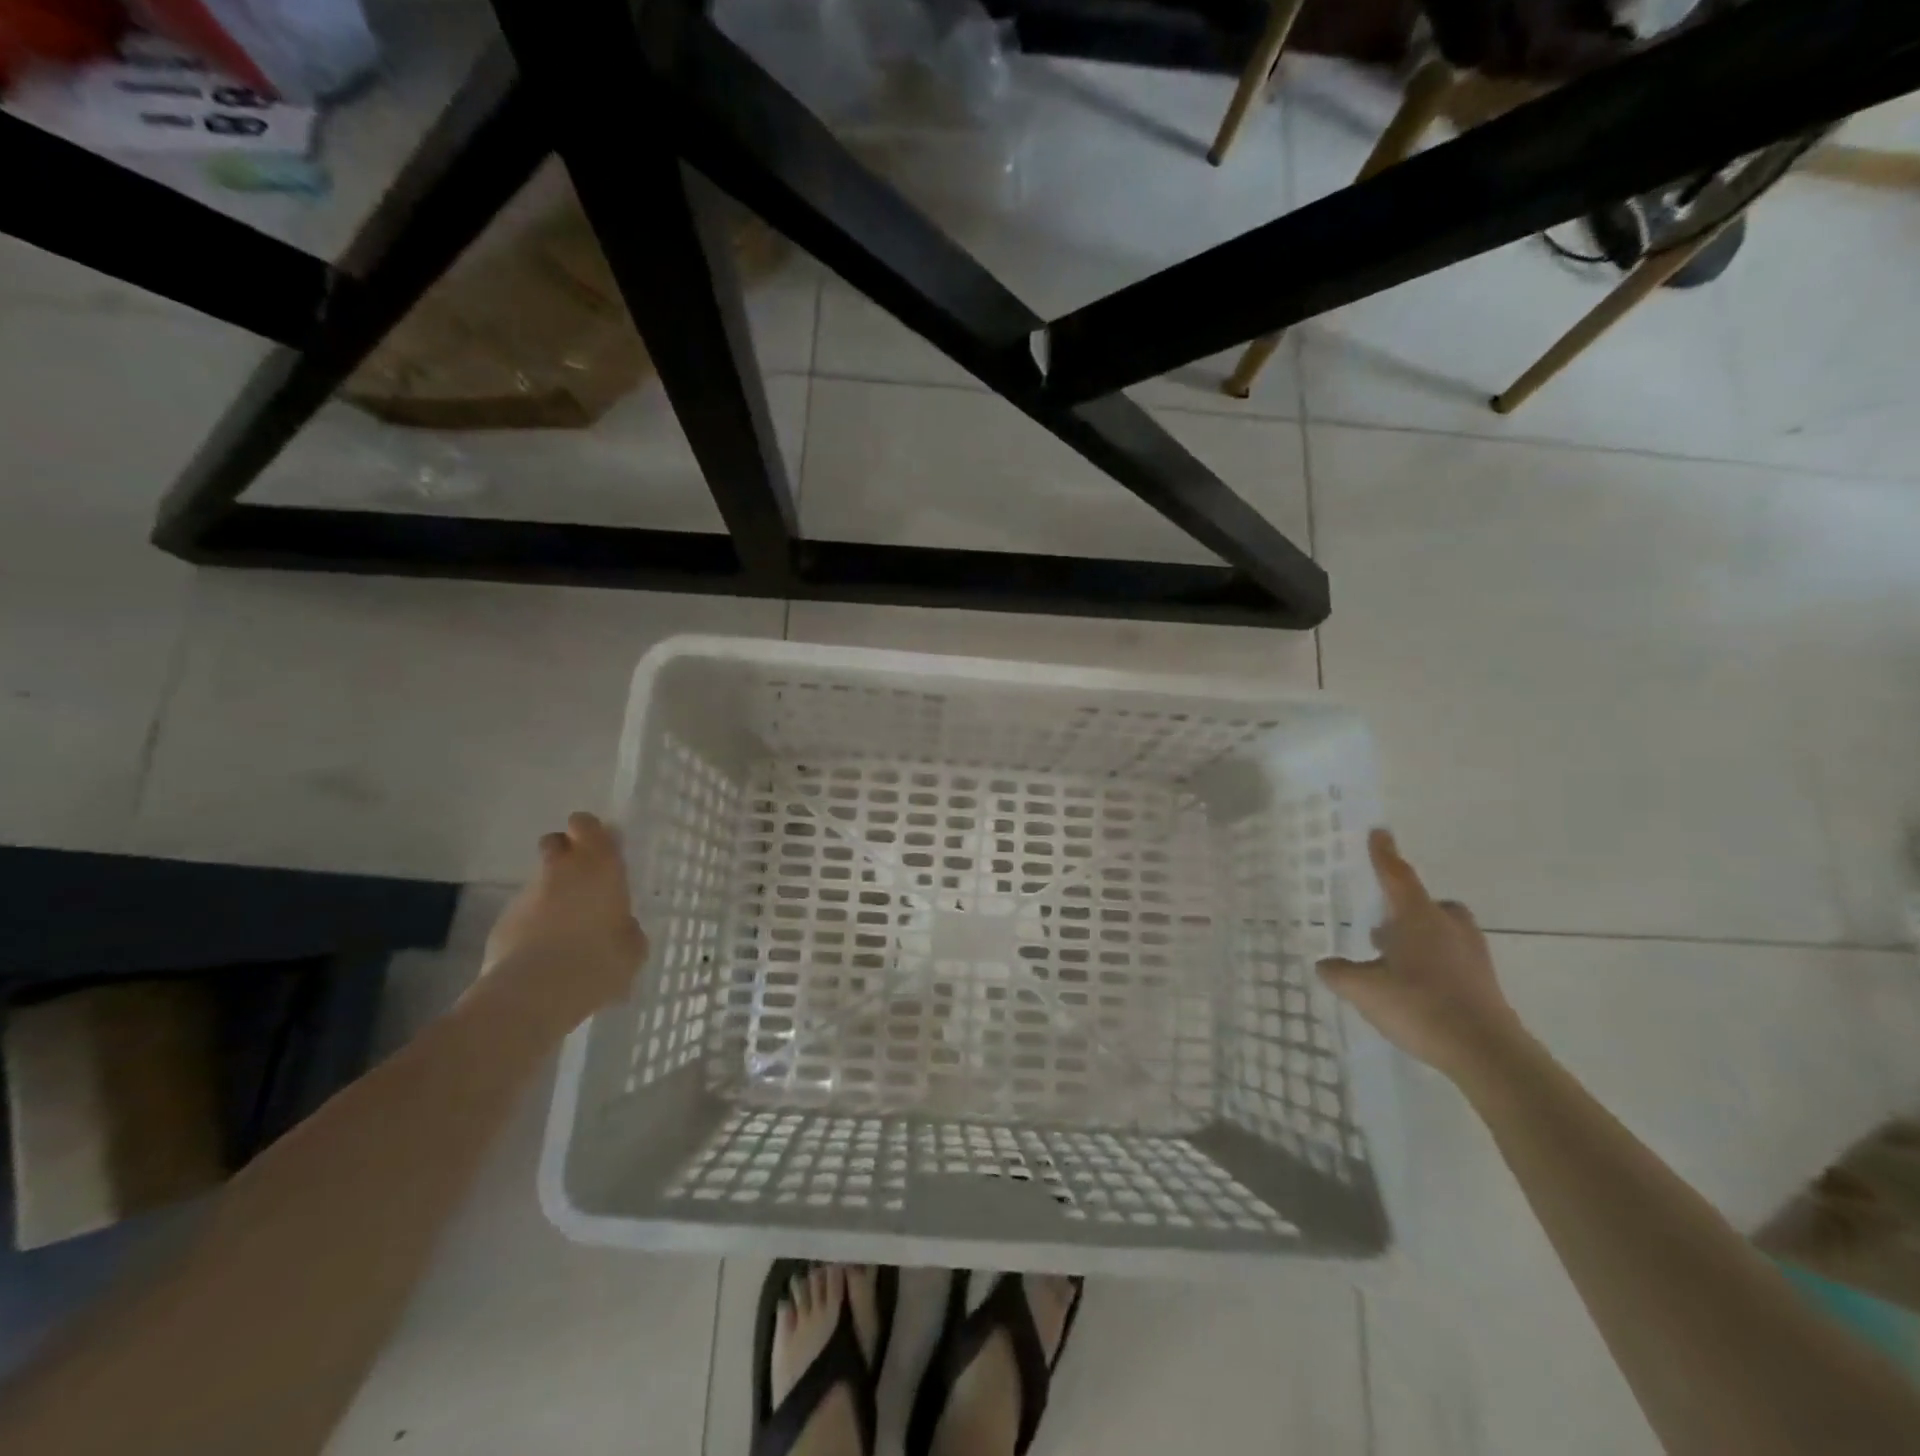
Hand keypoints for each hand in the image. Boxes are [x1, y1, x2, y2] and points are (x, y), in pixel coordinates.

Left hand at [483, 812, 647, 1020]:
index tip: (600, 848)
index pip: (586, 825)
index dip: (590, 832)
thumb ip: (627, 927)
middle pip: (555, 842)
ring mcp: (527, 895)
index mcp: (600, 866)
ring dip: (551, 895)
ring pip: (540, 881)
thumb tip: (620, 926)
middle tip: (581, 881)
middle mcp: (561, 870)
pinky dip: (534, 924)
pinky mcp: (502, 922)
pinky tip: (545, 952)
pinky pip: (524, 913)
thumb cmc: (600, 960)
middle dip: (564, 854)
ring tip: (566, 929)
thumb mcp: (633, 946)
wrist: (536, 992)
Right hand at [1317, 829, 1524, 1080]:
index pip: (1397, 875)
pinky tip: (1415, 987)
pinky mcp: (1484, 983)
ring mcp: (1471, 955)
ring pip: (1444, 931)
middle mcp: (1448, 928)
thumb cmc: (1419, 1005)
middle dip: (1408, 906)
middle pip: (1429, 904)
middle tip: (1385, 923)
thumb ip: (1340, 973)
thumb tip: (1325, 964)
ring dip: (1421, 936)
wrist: (1486, 1052)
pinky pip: (1454, 958)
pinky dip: (1434, 962)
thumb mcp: (1364, 990)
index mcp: (1418, 918)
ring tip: (1395, 959)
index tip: (1379, 832)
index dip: (1384, 854)